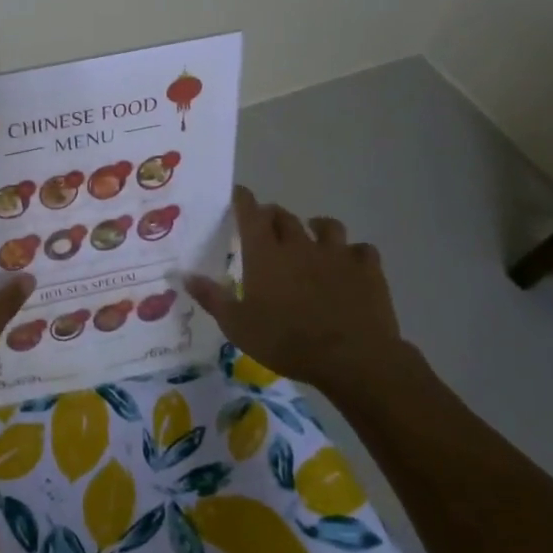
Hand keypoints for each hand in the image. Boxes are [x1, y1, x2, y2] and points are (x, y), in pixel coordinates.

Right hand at [185, 187, 405, 392]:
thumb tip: (184, 275)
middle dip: (273, 215)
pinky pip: (362, 250)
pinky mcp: (368, 269)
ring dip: (316, 227)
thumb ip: (211, 297)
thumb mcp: (237, 326)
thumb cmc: (286, 341)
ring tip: (312, 235)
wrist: (352, 358)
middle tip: (267, 225)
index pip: (250, 213)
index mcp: (265, 254)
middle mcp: (299, 244)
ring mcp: (337, 254)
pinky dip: (353, 253)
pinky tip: (350, 263)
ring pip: (327, 225)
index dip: (242, 199)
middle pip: (284, 216)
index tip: (237, 194)